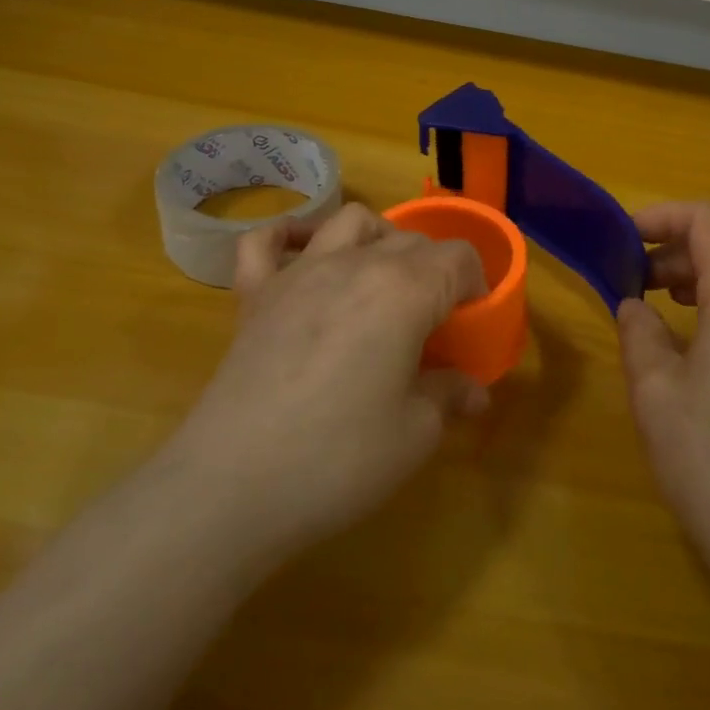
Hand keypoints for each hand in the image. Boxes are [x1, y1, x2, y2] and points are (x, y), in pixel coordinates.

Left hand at [163, 203, 486, 573]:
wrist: (232, 487)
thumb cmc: (339, 459)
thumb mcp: (414, 434)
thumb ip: (448, 396)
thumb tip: (474, 391)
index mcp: (405, 291)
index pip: (457, 257)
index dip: (476, 283)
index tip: (472, 320)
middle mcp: (355, 265)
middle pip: (410, 240)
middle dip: (434, 269)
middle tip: (434, 320)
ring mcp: (298, 274)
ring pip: (349, 222)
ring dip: (377, 238)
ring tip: (381, 278)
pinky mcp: (254, 294)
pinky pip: (266, 241)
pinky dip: (288, 236)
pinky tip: (301, 255)